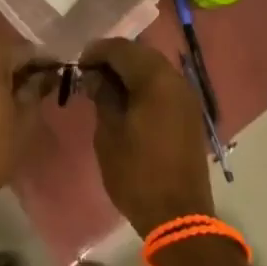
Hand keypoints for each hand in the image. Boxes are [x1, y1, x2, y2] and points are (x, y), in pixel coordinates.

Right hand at [81, 38, 215, 235]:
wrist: (178, 216)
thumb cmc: (137, 174)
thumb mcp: (109, 133)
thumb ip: (103, 96)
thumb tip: (95, 76)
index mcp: (156, 80)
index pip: (122, 49)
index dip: (97, 51)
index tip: (77, 64)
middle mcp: (176, 80)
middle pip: (141, 55)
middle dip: (114, 59)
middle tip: (89, 74)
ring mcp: (187, 97)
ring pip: (154, 69)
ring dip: (130, 72)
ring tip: (105, 87)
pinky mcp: (190, 114)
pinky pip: (164, 87)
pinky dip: (144, 86)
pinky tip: (126, 100)